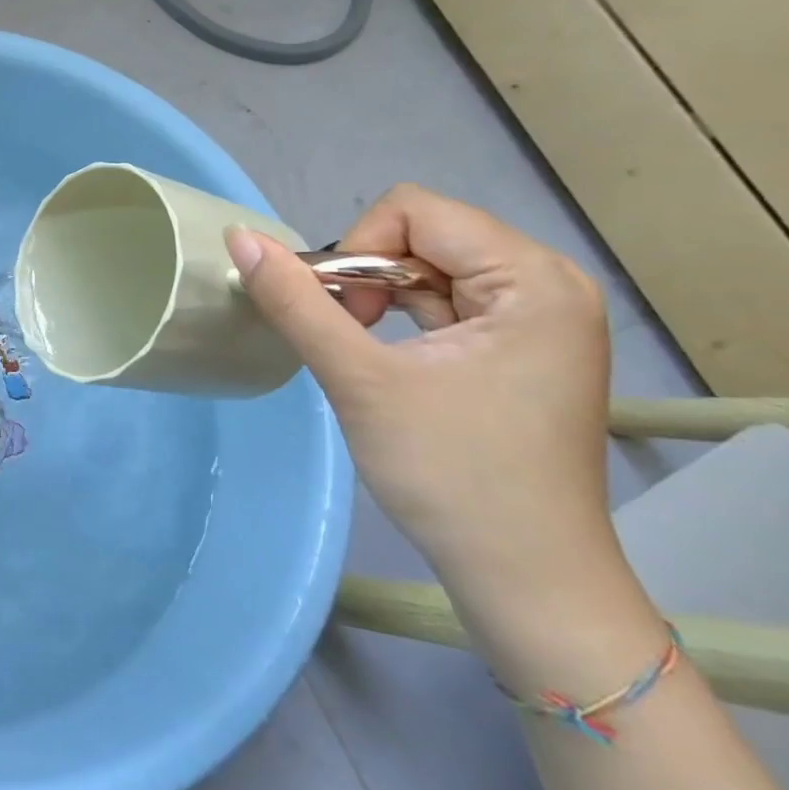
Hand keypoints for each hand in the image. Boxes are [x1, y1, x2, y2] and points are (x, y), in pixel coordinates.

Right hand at [227, 184, 618, 610]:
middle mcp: (548, 283)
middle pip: (424, 233)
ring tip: (365, 353)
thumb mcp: (360, 380)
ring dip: (380, 297)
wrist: (526, 579)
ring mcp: (540, 317)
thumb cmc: (451, 475)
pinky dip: (403, 317)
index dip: (357, 251)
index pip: (414, 211)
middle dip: (368, 275)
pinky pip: (447, 300)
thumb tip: (239, 237)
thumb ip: (296, 302)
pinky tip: (391, 361)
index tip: (344, 318)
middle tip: (349, 339)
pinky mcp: (523, 346)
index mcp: (533, 279)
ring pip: (429, 266)